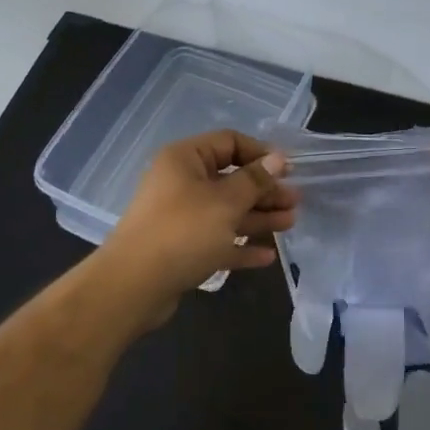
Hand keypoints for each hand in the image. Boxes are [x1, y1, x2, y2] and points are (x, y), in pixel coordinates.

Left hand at [99, 129, 297, 305]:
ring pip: (227, 212)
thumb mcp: (225, 202)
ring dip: (258, 217)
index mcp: (185, 160)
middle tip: (295, 201)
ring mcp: (180, 218)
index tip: (288, 170)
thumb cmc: (183, 232)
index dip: (260, 153)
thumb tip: (277, 159)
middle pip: (231, 180)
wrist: (134, 286)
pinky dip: (240, 245)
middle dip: (264, 191)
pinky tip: (267, 256)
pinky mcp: (182, 249)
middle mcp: (181, 183)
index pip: (228, 142)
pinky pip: (217, 241)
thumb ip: (254, 180)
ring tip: (290, 224)